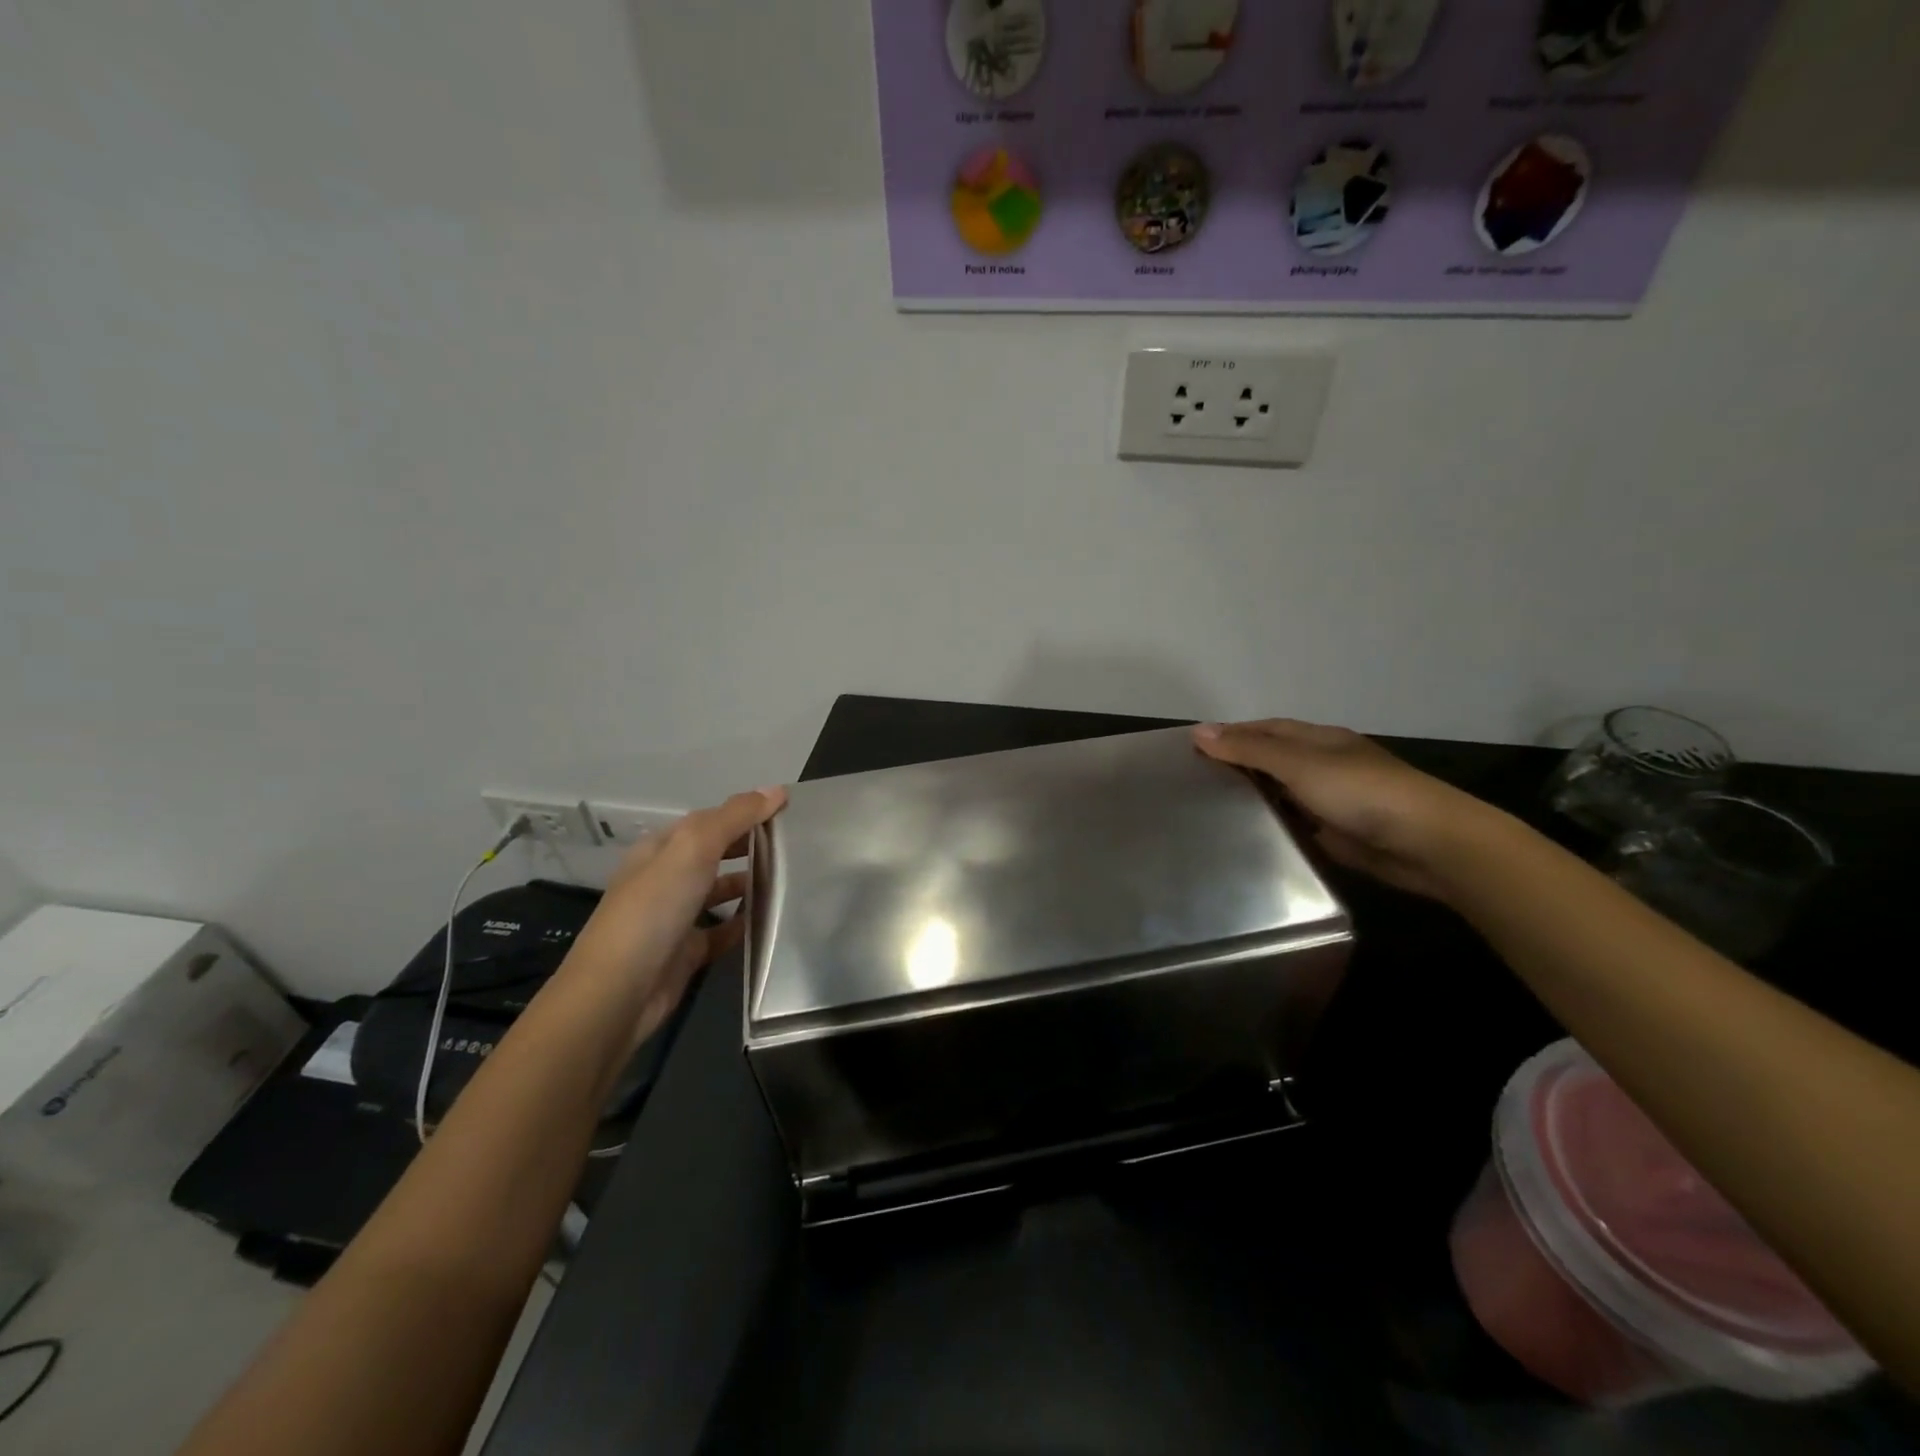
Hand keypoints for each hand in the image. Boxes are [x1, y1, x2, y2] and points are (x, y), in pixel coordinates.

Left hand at [566, 787, 786, 1050]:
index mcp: (660, 849)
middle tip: (795, 844)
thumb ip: (735, 817)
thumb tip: (777, 790)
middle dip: (749, 845)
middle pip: (714, 853)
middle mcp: (666, 879)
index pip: (708, 820)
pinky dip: (744, 923)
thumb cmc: (654, 909)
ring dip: (749, 883)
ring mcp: (675, 917)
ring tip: (790, 879)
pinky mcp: (686, 952)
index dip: (744, 812)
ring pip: (719, 891)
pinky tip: (771, 920)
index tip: (787, 811)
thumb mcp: (693, 849)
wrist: (619, 993)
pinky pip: (722, 931)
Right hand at [1194, 719, 1486, 899]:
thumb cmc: (1361, 793)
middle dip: (1237, 765)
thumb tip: (1199, 730)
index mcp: (1319, 740)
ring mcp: (1332, 801)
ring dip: (1253, 798)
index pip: (1265, 729)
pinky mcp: (1336, 833)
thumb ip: (1250, 749)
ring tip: (1208, 809)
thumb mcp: (1299, 764)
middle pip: (1272, 760)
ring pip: (1282, 793)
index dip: (1231, 734)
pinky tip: (1244, 837)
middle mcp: (1323, 765)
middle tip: (1191, 781)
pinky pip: (1295, 824)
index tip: (1191, 747)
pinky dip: (1271, 826)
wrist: (1427, 844)